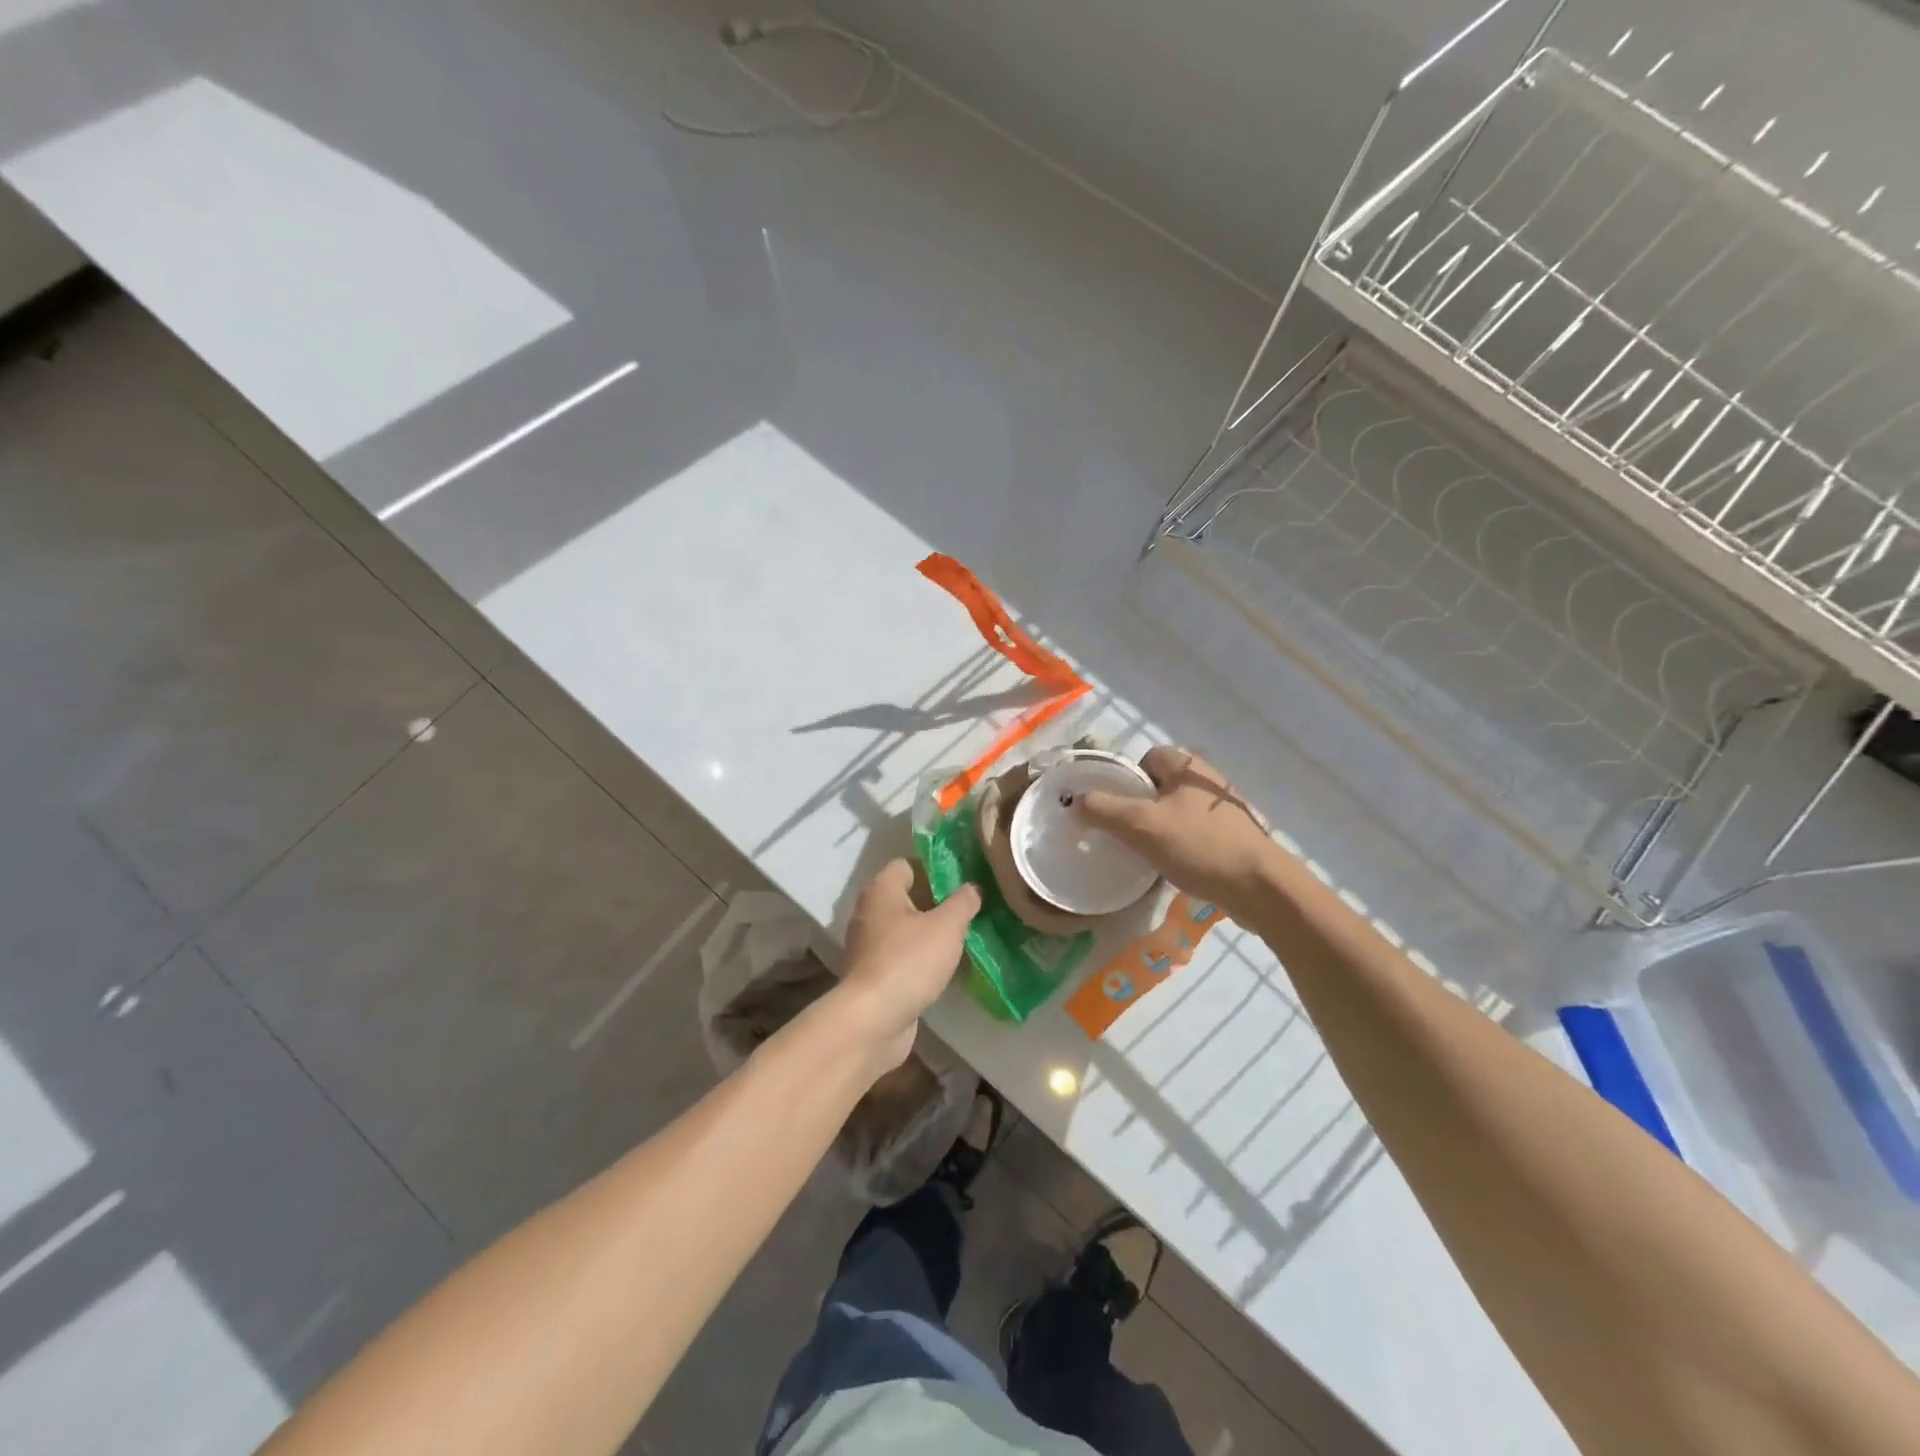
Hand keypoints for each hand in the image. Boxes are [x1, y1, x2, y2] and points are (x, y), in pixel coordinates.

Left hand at [837, 860, 979, 1072]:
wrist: (873, 1020)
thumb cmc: (909, 961)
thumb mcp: (946, 927)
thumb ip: (963, 902)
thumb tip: (972, 887)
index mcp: (881, 891)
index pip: (907, 865)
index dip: (934, 869)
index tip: (962, 881)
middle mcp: (869, 912)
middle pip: (906, 897)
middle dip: (936, 902)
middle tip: (968, 910)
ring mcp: (867, 946)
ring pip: (904, 929)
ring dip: (929, 933)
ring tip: (961, 939)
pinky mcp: (872, 975)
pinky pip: (900, 956)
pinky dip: (919, 958)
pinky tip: (943, 968)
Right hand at [1074, 748, 1275, 919]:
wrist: (1260, 888)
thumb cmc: (1199, 846)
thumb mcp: (1142, 826)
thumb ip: (1104, 810)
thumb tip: (1075, 800)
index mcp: (1188, 766)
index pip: (1146, 759)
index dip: (1126, 780)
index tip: (1113, 807)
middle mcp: (1207, 781)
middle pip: (1159, 786)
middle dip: (1139, 807)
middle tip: (1123, 832)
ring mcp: (1223, 811)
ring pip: (1175, 812)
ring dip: (1158, 829)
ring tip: (1145, 853)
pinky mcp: (1233, 837)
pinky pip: (1193, 833)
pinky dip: (1179, 845)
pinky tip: (1173, 866)